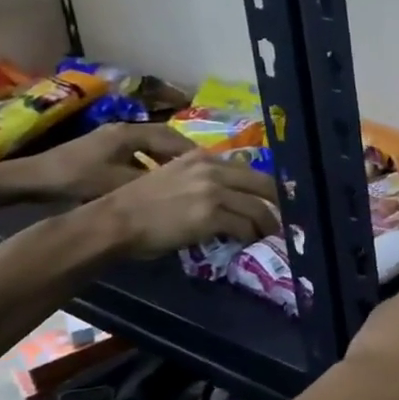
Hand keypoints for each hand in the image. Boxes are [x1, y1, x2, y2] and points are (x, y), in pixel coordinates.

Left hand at [21, 124, 197, 200]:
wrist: (31, 178)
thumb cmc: (76, 178)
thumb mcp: (118, 182)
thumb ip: (153, 182)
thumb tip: (185, 189)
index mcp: (132, 132)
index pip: (175, 138)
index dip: (195, 153)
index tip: (214, 168)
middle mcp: (125, 129)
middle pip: (167, 138)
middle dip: (187, 155)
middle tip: (206, 172)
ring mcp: (114, 138)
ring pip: (153, 145)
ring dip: (170, 159)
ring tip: (187, 177)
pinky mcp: (105, 149)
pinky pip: (141, 152)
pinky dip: (155, 163)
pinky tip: (159, 179)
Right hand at [90, 149, 279, 259]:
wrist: (115, 221)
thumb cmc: (137, 204)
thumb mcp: (171, 177)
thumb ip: (200, 179)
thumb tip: (227, 194)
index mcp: (201, 157)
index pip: (245, 169)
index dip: (262, 185)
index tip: (272, 199)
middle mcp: (211, 169)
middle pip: (262, 183)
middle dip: (277, 202)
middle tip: (284, 217)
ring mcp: (213, 191)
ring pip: (257, 208)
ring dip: (267, 224)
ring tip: (270, 234)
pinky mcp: (212, 215)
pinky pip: (244, 226)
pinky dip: (250, 236)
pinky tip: (249, 242)